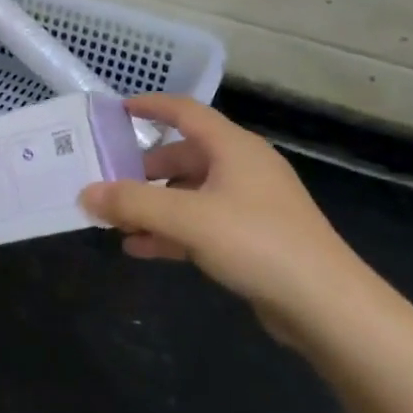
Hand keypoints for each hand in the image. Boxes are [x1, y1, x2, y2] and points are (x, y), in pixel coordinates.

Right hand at [81, 94, 378, 338]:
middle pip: (183, 157)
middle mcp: (242, 168)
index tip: (116, 111)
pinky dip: (171, 232)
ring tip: (116, 222)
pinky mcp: (252, 239)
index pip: (185, 112)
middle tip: (108, 182)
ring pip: (190, 194)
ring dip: (153, 206)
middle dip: (143, 171)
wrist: (326, 305)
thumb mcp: (188, 219)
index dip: (150, 107)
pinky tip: (141, 249)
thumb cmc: (257, 243)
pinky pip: (201, 225)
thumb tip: (85, 193)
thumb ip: (133, 204)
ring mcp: (250, 205)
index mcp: (233, 148)